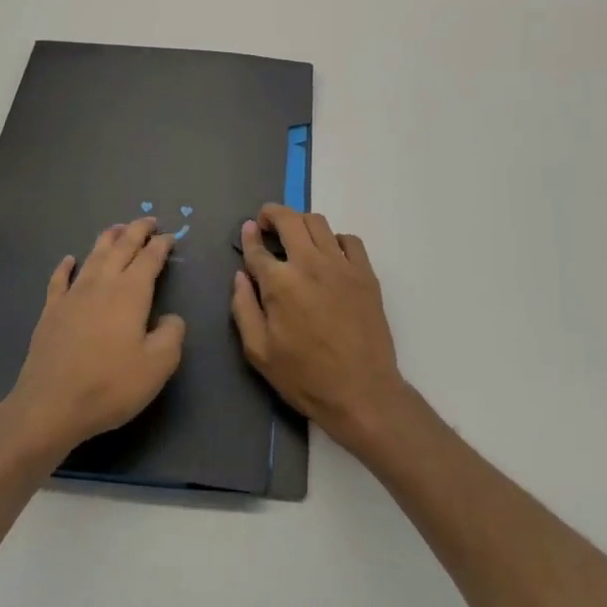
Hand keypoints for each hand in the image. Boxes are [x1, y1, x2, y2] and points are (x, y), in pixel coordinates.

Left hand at [1, 218, 186, 462]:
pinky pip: (59, 279)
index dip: (162, 244)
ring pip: (93, 255)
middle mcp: (102, 284)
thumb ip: (172, 336)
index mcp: (131, 293)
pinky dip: (66, 266)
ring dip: (107, 238)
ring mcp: (73, 295)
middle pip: (121, 247)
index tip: (171, 236)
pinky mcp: (51, 311)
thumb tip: (171, 318)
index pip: (150, 258)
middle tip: (148, 221)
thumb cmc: (109, 385)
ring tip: (117, 228)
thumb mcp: (157, 367)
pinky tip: (70, 259)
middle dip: (137, 230)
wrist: (50, 405)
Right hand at [230, 205, 407, 454]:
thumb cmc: (305, 377)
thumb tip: (240, 275)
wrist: (362, 393)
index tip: (247, 230)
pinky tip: (329, 255)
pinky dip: (334, 239)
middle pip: (289, 219)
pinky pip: (349, 240)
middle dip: (272, 214)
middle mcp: (310, 264)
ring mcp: (341, 265)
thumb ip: (243, 308)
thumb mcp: (259, 352)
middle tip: (266, 224)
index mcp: (280, 283)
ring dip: (301, 223)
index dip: (248, 236)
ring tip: (295, 237)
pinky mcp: (365, 273)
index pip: (258, 248)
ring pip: (318, 222)